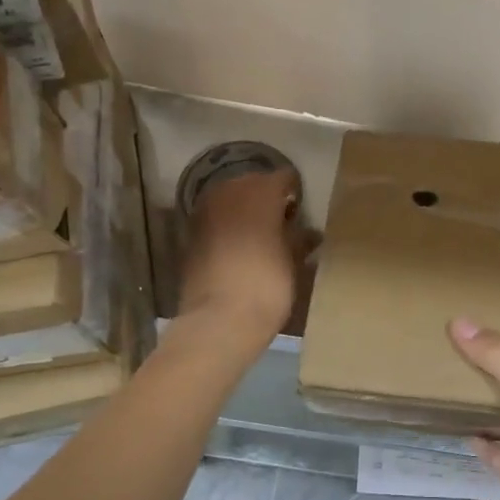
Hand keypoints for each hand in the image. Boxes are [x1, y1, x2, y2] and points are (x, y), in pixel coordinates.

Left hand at [178, 170, 303, 340]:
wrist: (219, 321)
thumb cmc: (268, 286)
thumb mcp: (294, 263)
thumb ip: (300, 239)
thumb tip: (308, 232)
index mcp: (261, 192)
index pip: (284, 178)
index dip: (295, 192)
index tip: (302, 211)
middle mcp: (230, 193)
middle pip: (253, 183)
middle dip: (267, 198)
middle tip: (283, 222)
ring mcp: (205, 212)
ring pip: (230, 199)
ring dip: (244, 210)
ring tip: (261, 235)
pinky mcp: (190, 234)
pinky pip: (215, 219)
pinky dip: (227, 226)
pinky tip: (239, 248)